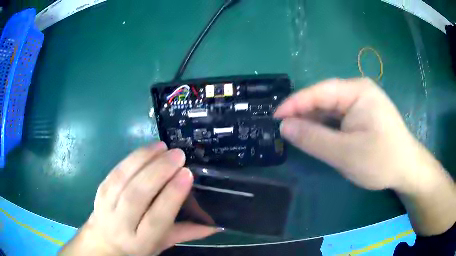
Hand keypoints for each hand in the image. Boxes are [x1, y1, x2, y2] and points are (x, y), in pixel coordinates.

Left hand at [60, 142, 217, 255]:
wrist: (104, 241)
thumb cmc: (137, 245)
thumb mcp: (162, 244)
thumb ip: (187, 233)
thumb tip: (217, 225)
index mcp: (141, 241)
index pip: (156, 218)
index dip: (171, 195)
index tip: (187, 174)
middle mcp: (121, 223)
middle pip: (137, 195)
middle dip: (159, 172)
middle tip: (178, 155)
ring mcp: (107, 205)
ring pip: (124, 178)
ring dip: (144, 159)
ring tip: (164, 148)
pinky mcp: (101, 190)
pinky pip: (116, 170)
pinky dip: (133, 157)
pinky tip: (148, 149)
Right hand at [274, 78, 439, 191]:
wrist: (406, 169)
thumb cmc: (380, 160)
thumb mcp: (345, 153)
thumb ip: (313, 139)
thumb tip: (284, 127)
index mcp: (357, 91)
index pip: (319, 92)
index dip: (295, 104)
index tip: (275, 117)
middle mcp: (359, 91)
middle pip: (324, 99)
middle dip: (304, 113)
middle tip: (282, 129)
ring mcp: (362, 102)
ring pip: (330, 109)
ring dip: (314, 121)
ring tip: (295, 133)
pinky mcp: (363, 115)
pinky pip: (339, 117)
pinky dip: (326, 127)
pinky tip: (317, 136)